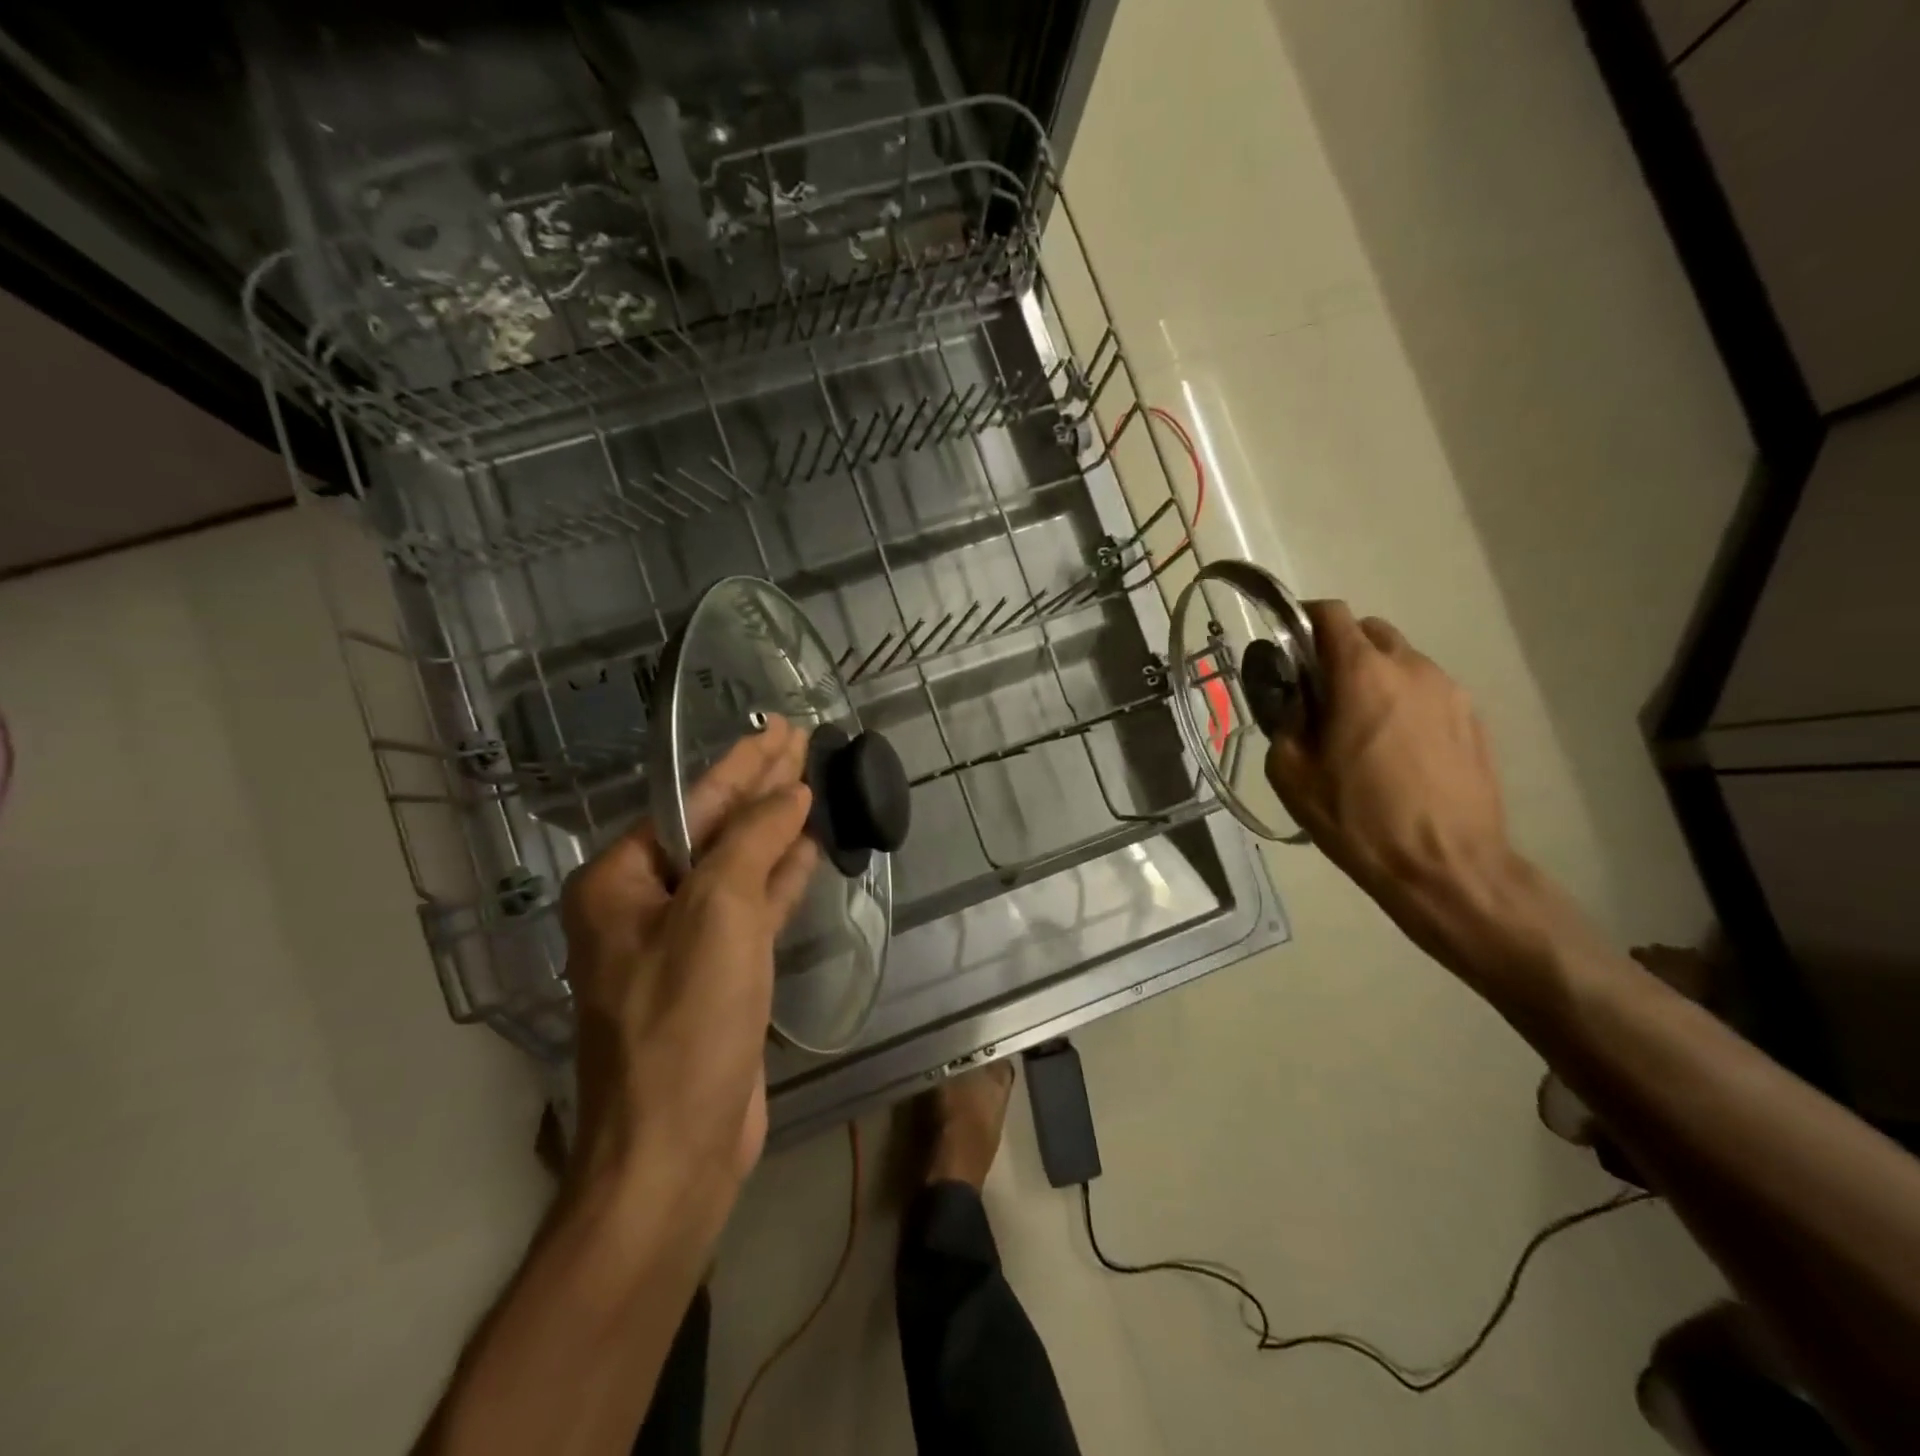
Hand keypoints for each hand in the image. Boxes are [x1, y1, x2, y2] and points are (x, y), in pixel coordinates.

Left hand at [560, 717, 816, 1217]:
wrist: (675, 1149)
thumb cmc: (685, 1021)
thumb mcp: (717, 914)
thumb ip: (751, 841)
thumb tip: (788, 794)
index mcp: (621, 882)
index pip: (691, 802)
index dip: (743, 763)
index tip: (783, 728)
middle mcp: (643, 904)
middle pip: (713, 829)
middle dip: (759, 788)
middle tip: (803, 743)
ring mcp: (682, 942)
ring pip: (736, 867)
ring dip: (773, 830)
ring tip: (812, 786)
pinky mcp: (717, 975)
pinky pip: (750, 909)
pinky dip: (778, 879)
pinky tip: (807, 851)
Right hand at [1264, 601, 1532, 972]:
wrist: (1445, 865)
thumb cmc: (1357, 818)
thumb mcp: (1291, 774)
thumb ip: (1286, 723)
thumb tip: (1296, 703)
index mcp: (1361, 674)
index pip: (1332, 615)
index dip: (1304, 619)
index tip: (1289, 643)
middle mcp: (1411, 668)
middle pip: (1371, 631)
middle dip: (1341, 648)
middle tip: (1322, 690)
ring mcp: (1450, 692)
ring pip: (1403, 661)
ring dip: (1375, 676)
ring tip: (1361, 725)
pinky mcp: (1473, 719)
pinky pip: (1429, 692)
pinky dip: (1404, 701)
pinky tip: (1396, 748)